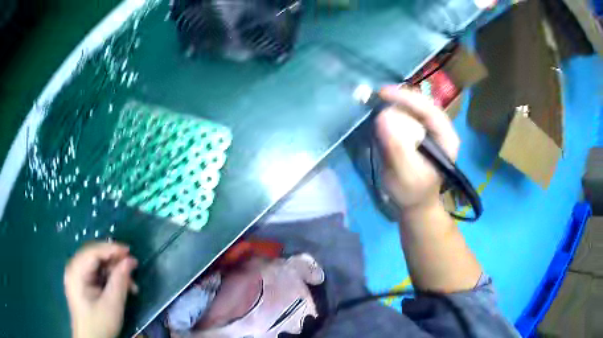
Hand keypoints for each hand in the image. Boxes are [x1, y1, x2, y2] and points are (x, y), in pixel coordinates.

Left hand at [64, 242, 138, 337]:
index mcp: (76, 271)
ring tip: (131, 285)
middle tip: (133, 269)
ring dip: (115, 272)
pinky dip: (110, 278)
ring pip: (98, 265)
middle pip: (95, 256)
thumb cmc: (100, 324)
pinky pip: (97, 274)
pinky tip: (122, 287)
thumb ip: (119, 281)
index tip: (130, 251)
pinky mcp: (82, 283)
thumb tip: (130, 261)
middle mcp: (74, 268)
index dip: (112, 249)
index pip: (93, 251)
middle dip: (115, 262)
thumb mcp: (112, 304)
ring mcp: (77, 275)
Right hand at [375, 86, 459, 212]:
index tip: (383, 93)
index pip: (429, 109)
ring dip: (394, 103)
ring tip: (376, 103)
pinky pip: (405, 115)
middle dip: (399, 99)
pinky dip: (392, 112)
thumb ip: (397, 148)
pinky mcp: (417, 131)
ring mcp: (429, 129)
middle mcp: (440, 129)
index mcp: (447, 138)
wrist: (414, 203)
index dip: (407, 98)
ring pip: (412, 107)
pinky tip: (381, 114)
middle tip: (376, 97)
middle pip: (421, 104)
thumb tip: (383, 116)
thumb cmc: (412, 192)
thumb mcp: (405, 174)